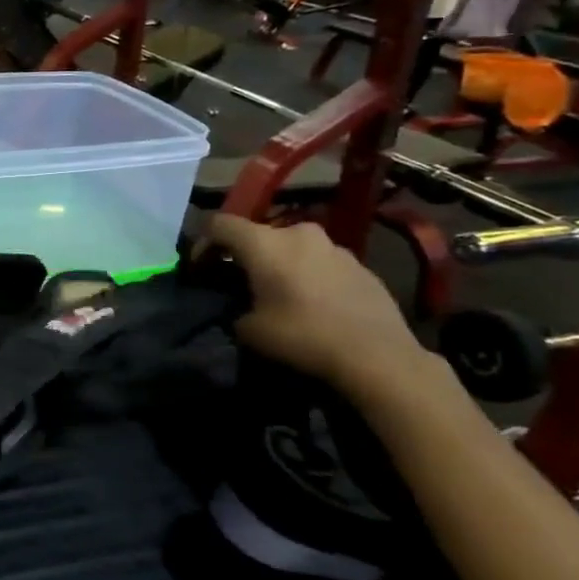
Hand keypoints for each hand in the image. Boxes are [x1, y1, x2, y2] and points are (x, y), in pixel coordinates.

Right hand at [205, 216, 423, 388]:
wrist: (378, 356)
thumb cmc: (303, 336)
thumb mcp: (249, 330)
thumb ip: (235, 309)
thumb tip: (241, 309)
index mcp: (264, 242)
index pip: (219, 223)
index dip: (203, 241)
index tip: (200, 266)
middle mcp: (298, 233)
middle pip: (259, 234)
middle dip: (246, 254)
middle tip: (241, 281)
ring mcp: (334, 247)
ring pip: (294, 247)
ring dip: (281, 263)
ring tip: (281, 292)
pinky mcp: (361, 265)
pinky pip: (322, 263)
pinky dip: (310, 275)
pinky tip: (315, 304)